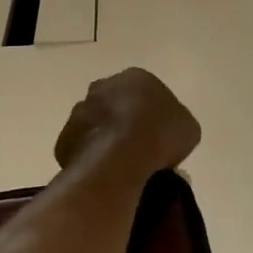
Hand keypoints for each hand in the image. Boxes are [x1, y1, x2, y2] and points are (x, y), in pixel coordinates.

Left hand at [53, 68, 200, 180]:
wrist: (120, 158)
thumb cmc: (160, 135)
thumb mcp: (188, 128)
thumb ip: (176, 123)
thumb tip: (167, 132)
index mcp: (137, 77)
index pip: (145, 91)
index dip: (152, 113)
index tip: (158, 134)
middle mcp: (104, 86)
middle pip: (115, 103)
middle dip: (123, 121)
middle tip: (138, 148)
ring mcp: (80, 111)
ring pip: (95, 124)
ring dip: (104, 138)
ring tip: (120, 166)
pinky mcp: (64, 138)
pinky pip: (80, 148)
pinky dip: (90, 158)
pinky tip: (103, 174)